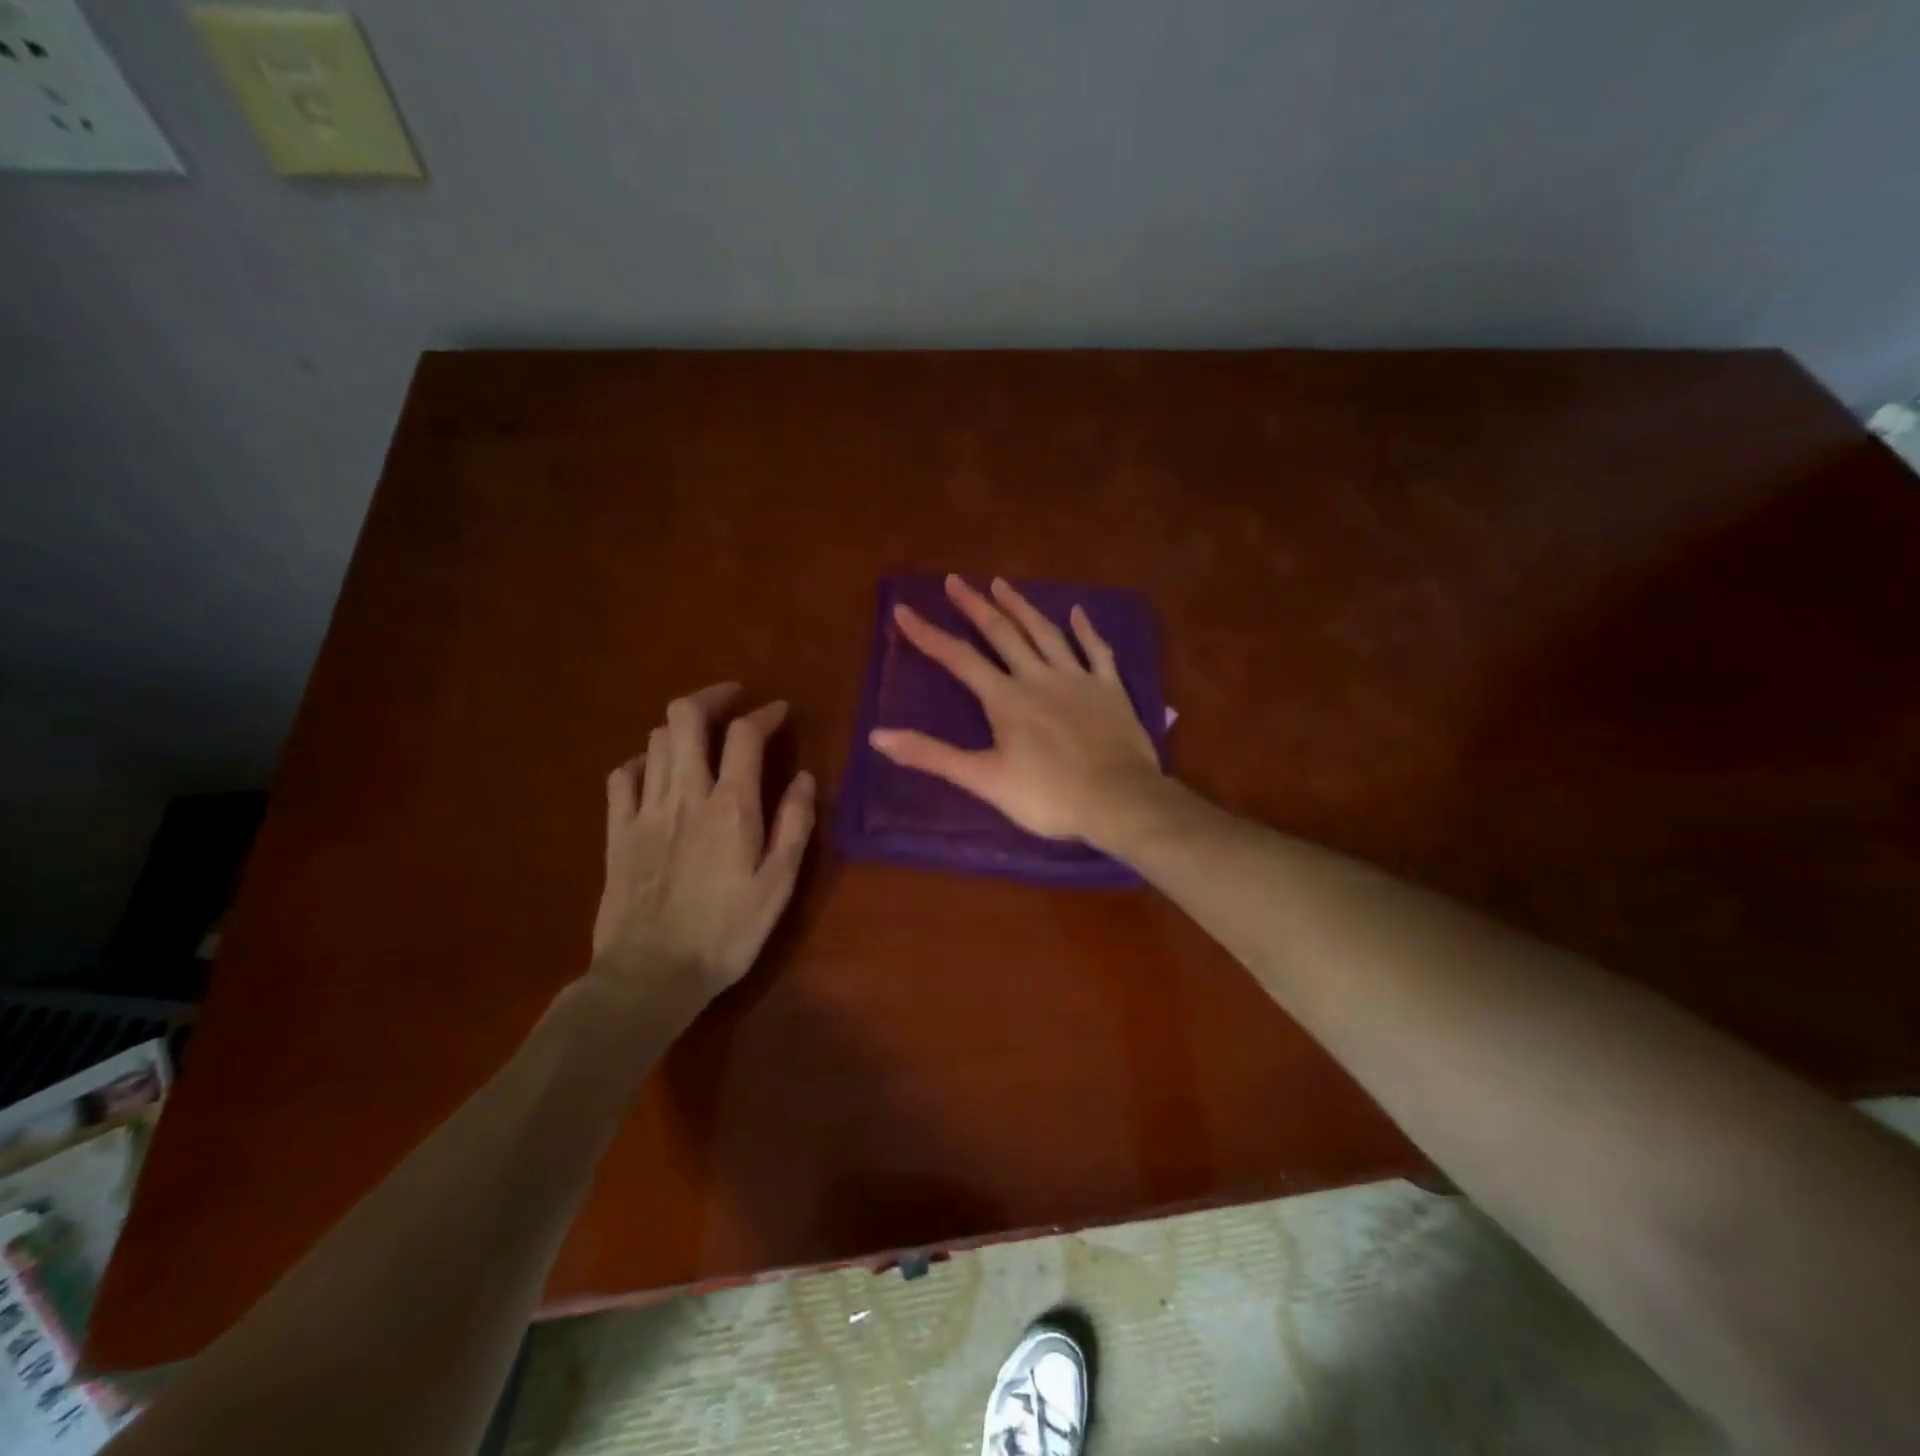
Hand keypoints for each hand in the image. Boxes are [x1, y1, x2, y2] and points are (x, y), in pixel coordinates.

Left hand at [591, 683, 815, 1008]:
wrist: (651, 975)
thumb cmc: (727, 932)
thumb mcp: (778, 884)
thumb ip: (794, 824)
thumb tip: (805, 777)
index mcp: (731, 806)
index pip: (745, 735)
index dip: (764, 713)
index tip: (779, 711)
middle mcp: (685, 794)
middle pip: (685, 717)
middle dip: (711, 697)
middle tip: (732, 701)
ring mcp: (644, 810)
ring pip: (655, 740)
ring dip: (680, 727)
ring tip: (701, 736)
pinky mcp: (617, 831)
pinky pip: (622, 776)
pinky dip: (642, 761)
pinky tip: (655, 772)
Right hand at [869, 575, 1162, 842]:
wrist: (1119, 801)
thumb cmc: (1048, 796)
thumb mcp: (983, 780)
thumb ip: (932, 755)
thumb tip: (878, 736)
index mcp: (1006, 698)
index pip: (958, 658)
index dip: (928, 634)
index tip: (903, 609)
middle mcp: (1038, 677)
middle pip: (1002, 633)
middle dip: (975, 606)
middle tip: (955, 581)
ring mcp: (1078, 679)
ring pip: (1046, 633)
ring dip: (1022, 607)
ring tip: (1002, 583)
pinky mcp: (1110, 689)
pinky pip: (1097, 651)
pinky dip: (1086, 630)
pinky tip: (1078, 612)